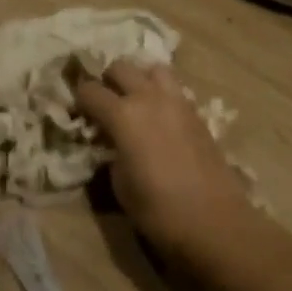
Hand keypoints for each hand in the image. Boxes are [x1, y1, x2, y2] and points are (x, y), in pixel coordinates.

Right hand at [74, 60, 263, 276]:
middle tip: (104, 103)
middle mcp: (149, 98)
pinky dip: (161, 94)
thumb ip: (111, 153)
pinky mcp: (198, 114)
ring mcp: (178, 102)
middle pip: (121, 67)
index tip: (76, 112)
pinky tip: (159, 119)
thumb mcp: (120, 185)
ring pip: (153, 69)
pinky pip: (174, 90)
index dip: (78, 99)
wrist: (215, 222)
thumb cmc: (158, 210)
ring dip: (139, 79)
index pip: (90, 90)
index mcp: (123, 115)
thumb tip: (113, 143)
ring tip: (135, 102)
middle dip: (107, 80)